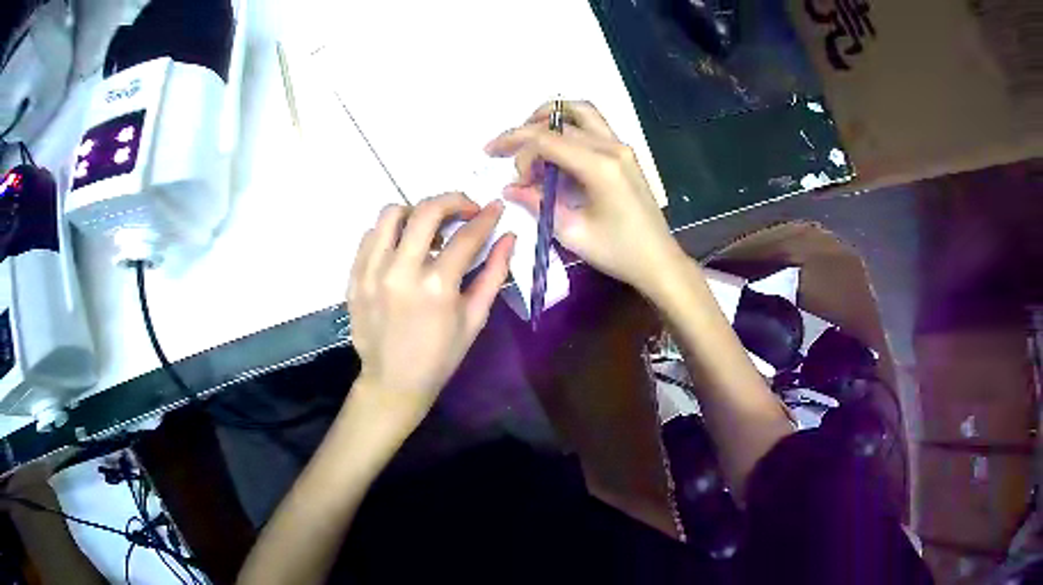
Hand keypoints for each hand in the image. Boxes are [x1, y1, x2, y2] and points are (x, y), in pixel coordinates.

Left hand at [347, 193, 514, 429]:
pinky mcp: (355, 276)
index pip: (467, 236)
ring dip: (417, 212)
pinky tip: (402, 245)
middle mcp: (401, 271)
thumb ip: (494, 274)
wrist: (393, 382)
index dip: (486, 217)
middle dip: (453, 201)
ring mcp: (372, 272)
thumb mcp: (474, 319)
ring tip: (429, 227)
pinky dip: (390, 231)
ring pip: (391, 214)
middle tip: (465, 209)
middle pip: (427, 211)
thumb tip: (509, 237)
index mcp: (437, 287)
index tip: (495, 207)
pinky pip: (370, 235)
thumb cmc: (440, 356)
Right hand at [485, 101, 683, 292]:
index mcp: (599, 166)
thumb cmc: (618, 252)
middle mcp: (612, 147)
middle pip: (559, 121)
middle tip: (504, 152)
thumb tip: (509, 188)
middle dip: (526, 133)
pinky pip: (593, 124)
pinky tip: (553, 147)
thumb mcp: (572, 233)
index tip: (498, 163)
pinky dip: (568, 126)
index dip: (516, 147)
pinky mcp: (624, 153)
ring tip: (527, 137)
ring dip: (550, 117)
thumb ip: (538, 203)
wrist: (659, 260)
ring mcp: (621, 146)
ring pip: (580, 111)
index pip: (546, 139)